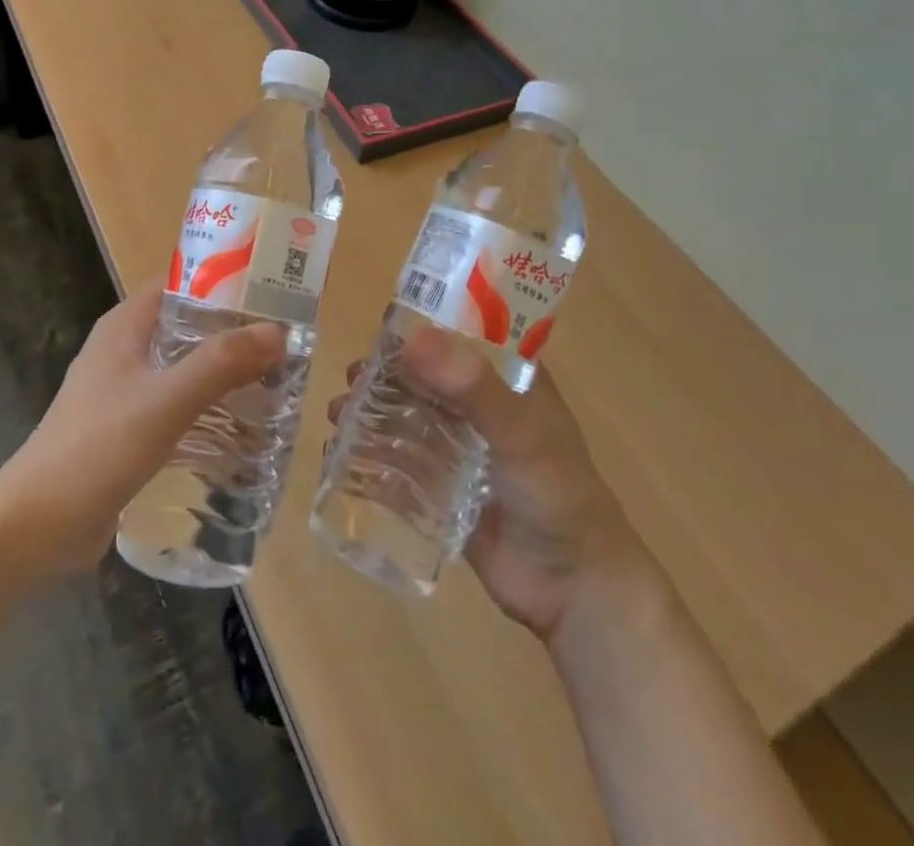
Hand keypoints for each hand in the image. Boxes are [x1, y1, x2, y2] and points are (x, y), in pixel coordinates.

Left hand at [0, 284, 283, 579]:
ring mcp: (123, 391)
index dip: (224, 279)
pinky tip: (241, 424)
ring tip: (274, 378)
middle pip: (187, 324)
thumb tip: (278, 331)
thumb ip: (221, 363)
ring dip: (223, 370)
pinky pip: (176, 404)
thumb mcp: (166, 399)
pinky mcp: (127, 430)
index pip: (180, 282)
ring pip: (184, 366)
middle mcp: (124, 349)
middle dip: (233, 330)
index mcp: (125, 325)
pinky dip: (207, 406)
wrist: (36, 526)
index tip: (272, 288)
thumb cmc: (98, 447)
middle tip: (284, 339)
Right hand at [329, 324, 649, 640]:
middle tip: (352, 377)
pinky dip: (372, 449)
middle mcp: (483, 404)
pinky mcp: (445, 485)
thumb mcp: (521, 434)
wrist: (574, 591)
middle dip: (386, 370)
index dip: (423, 322)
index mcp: (510, 378)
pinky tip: (341, 452)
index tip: (381, 322)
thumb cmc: (557, 497)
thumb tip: (413, 337)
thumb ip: (474, 387)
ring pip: (409, 413)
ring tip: (339, 413)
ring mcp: (463, 446)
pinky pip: (403, 457)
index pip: (463, 332)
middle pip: (426, 373)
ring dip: (373, 408)